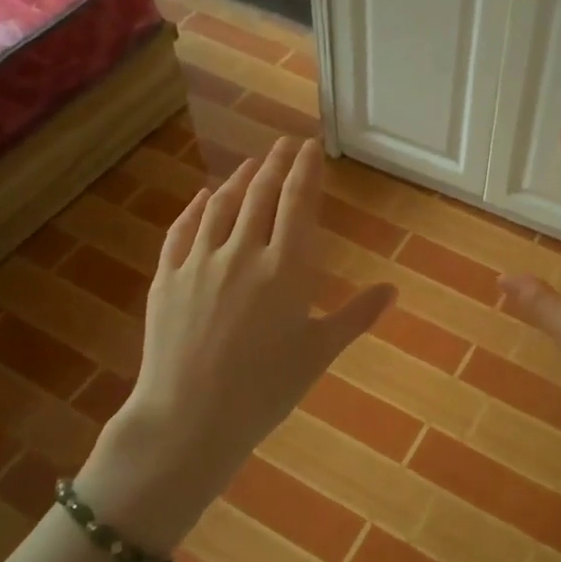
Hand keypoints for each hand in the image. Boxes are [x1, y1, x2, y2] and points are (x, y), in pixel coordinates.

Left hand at [78, 137, 393, 549]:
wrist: (189, 418)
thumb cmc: (265, 390)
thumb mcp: (318, 353)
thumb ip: (356, 316)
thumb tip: (392, 290)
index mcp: (286, 268)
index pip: (298, 202)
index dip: (305, 170)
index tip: (310, 146)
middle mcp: (243, 252)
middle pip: (261, 195)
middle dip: (275, 164)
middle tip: (284, 144)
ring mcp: (200, 262)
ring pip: (221, 206)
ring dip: (238, 180)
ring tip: (251, 165)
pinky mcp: (168, 277)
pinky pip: (182, 230)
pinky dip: (195, 208)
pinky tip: (202, 198)